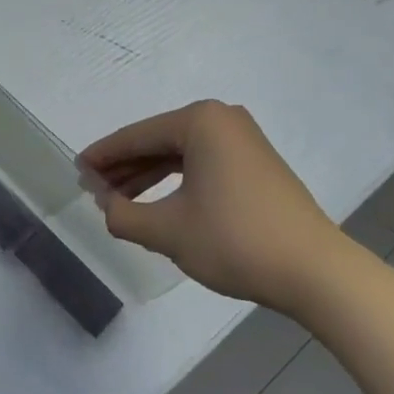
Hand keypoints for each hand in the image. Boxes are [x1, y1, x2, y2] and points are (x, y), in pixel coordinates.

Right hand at [78, 100, 350, 315]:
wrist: (318, 274)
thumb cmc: (236, 240)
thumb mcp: (168, 231)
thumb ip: (123, 214)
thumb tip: (103, 202)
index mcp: (200, 121)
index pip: (136, 136)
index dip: (102, 156)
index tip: (76, 171)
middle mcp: (222, 119)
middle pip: (158, 142)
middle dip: (124, 167)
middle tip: (93, 189)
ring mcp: (243, 141)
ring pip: (180, 155)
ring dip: (148, 177)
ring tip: (118, 200)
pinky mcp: (256, 165)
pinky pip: (202, 165)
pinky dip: (176, 182)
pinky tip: (157, 203)